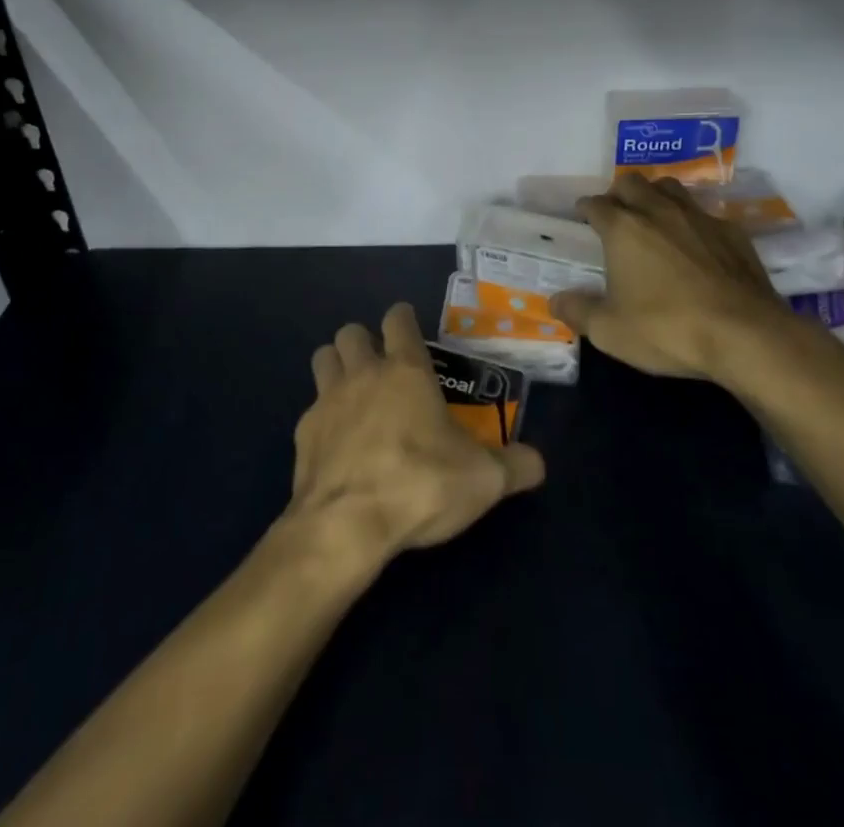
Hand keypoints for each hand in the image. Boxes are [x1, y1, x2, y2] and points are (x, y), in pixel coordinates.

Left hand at [286, 303, 545, 570]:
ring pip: (323, 358)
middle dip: (364, 341)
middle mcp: (364, 373)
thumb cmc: (420, 485)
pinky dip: (323, 417)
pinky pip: (311, 409)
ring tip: (354, 393)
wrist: (347, 525)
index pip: (398, 319)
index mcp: (406, 370)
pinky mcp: (303, 434)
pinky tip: (338, 444)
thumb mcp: (483, 480)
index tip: (411, 331)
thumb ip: (515, 466)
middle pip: (351, 332)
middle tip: (382, 368)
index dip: (404, 319)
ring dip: (336, 366)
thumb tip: (539, 463)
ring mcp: (327, 400)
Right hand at [551, 173, 796, 386]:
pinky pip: (704, 213)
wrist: (745, 335)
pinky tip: (696, 244)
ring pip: (670, 187)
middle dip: (618, 193)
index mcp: (623, 228)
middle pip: (631, 182)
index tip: (583, 216)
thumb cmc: (667, 329)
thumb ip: (579, 312)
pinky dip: (692, 221)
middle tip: (616, 214)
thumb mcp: (611, 331)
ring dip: (655, 196)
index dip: (586, 209)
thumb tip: (556, 301)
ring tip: (653, 217)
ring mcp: (698, 217)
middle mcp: (658, 211)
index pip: (596, 204)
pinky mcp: (731, 231)